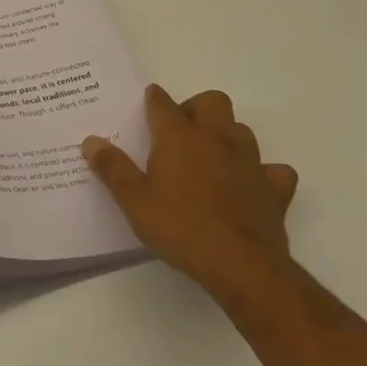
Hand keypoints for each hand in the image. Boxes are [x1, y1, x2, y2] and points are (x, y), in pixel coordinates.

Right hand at [81, 85, 298, 302]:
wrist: (241, 266)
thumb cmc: (180, 227)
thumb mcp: (133, 201)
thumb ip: (112, 168)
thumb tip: (91, 141)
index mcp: (179, 137)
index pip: (162, 103)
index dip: (153, 99)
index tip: (148, 100)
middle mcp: (217, 139)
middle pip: (212, 102)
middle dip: (195, 108)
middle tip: (179, 132)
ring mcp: (250, 162)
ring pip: (242, 130)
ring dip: (227, 136)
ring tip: (210, 157)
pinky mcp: (275, 189)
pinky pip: (274, 170)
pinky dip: (262, 173)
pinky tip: (250, 186)